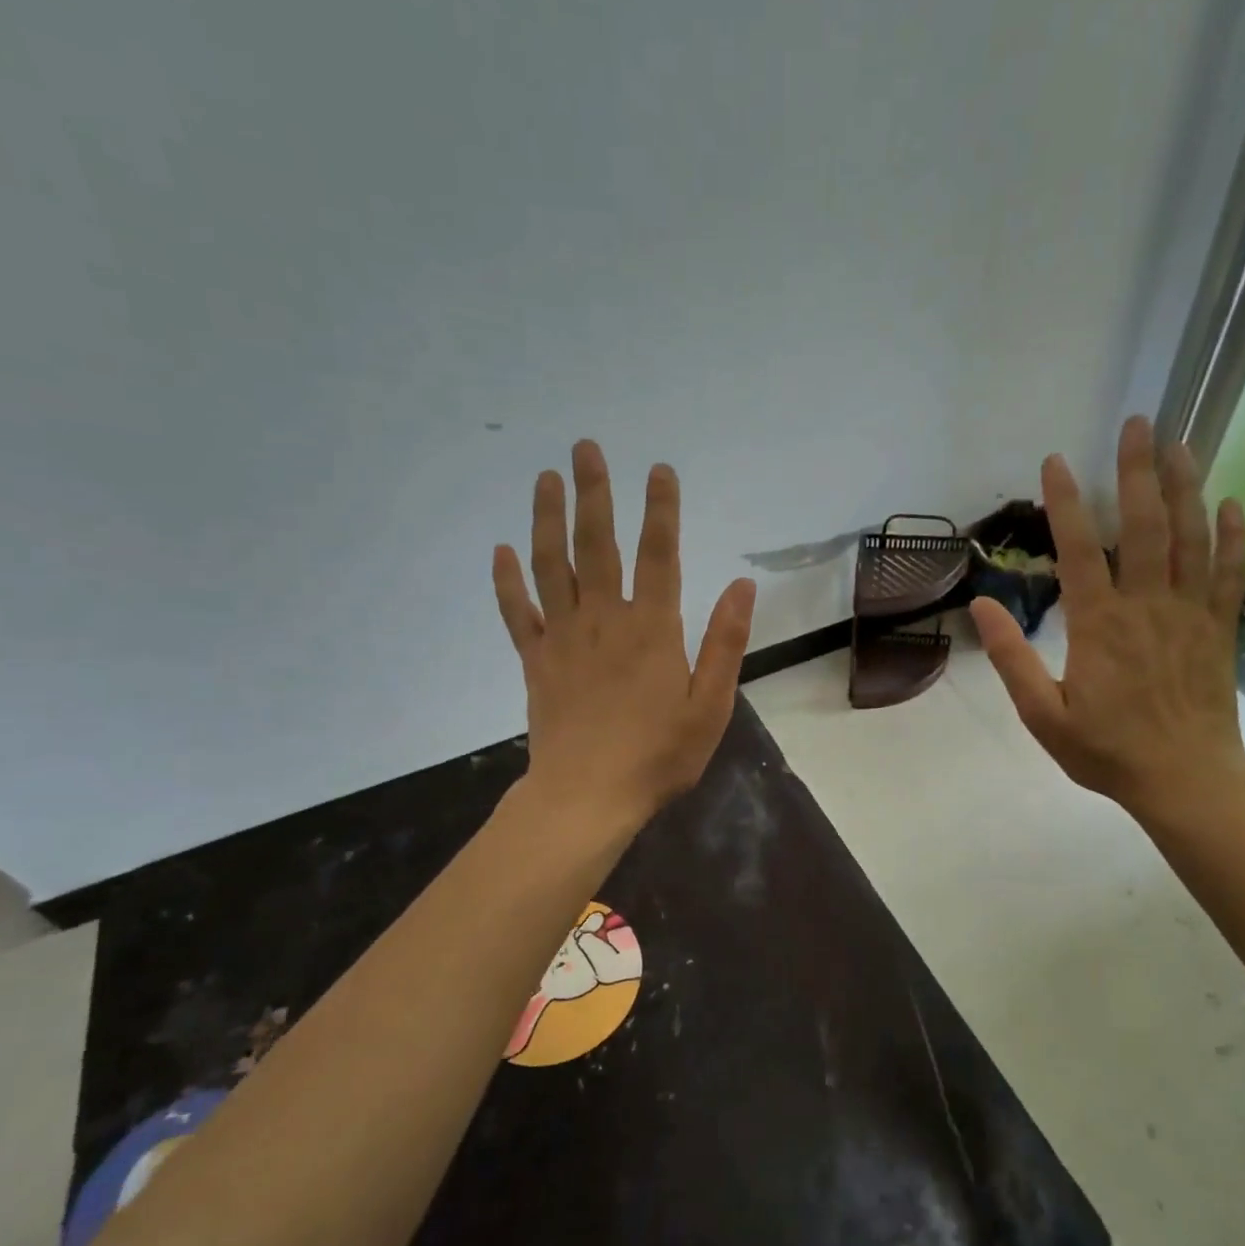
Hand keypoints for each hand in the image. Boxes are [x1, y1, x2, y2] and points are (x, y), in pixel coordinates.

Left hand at [494, 441, 756, 830]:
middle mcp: (604, 620)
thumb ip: (725, 642)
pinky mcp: (536, 662)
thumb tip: (743, 584)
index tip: (659, 469)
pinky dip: (508, 581)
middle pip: (597, 545)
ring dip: (547, 519)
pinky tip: (501, 550)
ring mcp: (564, 638)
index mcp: (652, 629)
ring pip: (552, 566)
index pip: (659, 554)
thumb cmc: (658, 756)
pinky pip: (518, 613)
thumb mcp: (710, 706)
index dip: (661, 510)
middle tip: (585, 448)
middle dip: (594, 493)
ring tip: (545, 478)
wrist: (587, 797)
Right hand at [970, 416, 1244, 821]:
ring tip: (1181, 442)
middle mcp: (1147, 606)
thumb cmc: (1106, 750)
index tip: (1056, 461)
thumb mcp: (1041, 714)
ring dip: (1187, 486)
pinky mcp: (1220, 628)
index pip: (1082, 549)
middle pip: (1146, 525)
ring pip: (1192, 537)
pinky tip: (1231, 502)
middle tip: (1137, 423)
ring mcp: (1190, 613)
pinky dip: (1234, 535)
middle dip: (1138, 471)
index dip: (1067, 502)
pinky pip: (1232, 572)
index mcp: (1099, 625)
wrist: (1185, 780)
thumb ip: (1011, 658)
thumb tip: (981, 606)